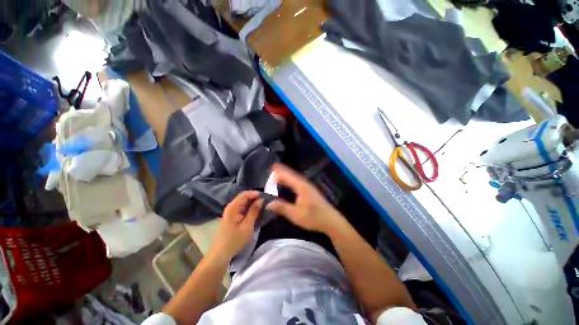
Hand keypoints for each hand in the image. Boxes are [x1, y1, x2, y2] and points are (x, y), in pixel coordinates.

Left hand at [208, 191, 262, 263]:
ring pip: (244, 202)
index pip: (245, 194)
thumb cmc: (234, 240)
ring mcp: (232, 211)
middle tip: (267, 201)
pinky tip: (257, 210)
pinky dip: (250, 207)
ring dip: (253, 202)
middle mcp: (231, 206)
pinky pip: (243, 207)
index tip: (266, 196)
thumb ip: (254, 211)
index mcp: (233, 207)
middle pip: (244, 197)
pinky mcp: (233, 216)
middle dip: (255, 197)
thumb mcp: (247, 226)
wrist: (221, 254)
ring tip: (264, 205)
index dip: (255, 193)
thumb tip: (261, 199)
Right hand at [267, 163, 348, 234]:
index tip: (270, 171)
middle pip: (291, 174)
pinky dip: (291, 181)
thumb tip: (268, 203)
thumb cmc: (313, 217)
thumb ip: (282, 207)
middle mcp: (305, 184)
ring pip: (295, 178)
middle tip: (272, 169)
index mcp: (301, 186)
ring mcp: (308, 187)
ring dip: (286, 176)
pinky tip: (288, 184)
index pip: (288, 175)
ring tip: (277, 175)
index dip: (278, 173)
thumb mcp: (296, 214)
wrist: (331, 221)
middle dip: (282, 171)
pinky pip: (297, 182)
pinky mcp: (310, 191)